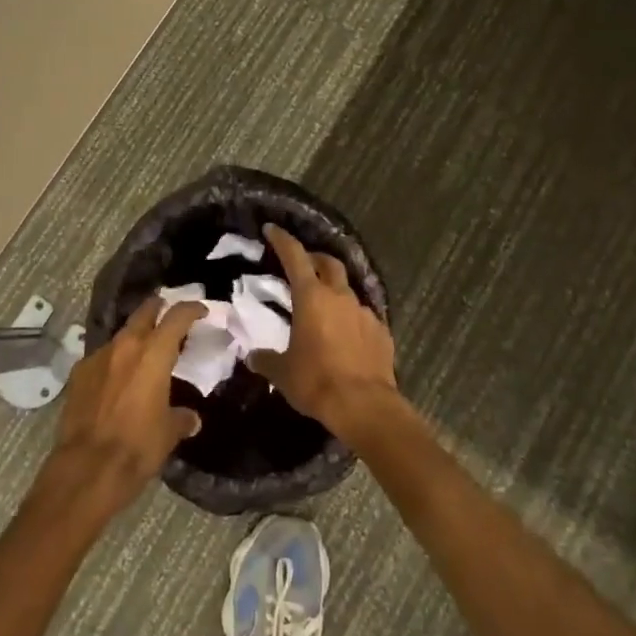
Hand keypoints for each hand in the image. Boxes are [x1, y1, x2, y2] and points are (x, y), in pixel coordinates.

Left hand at [41, 297, 202, 518]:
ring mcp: (98, 357)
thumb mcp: (168, 433)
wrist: (87, 468)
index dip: (191, 309)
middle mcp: (125, 346)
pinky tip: (117, 380)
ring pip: (122, 335)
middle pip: (144, 312)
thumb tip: (191, 419)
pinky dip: (114, 362)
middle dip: (159, 309)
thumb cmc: (137, 446)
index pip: (177, 317)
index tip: (200, 310)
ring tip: (144, 353)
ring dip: (135, 338)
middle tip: (170, 315)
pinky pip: (102, 358)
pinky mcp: (78, 373)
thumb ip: (181, 418)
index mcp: (154, 353)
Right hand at [250, 224, 401, 439]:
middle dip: (315, 259)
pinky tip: (346, 335)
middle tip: (303, 265)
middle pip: (328, 264)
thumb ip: (266, 360)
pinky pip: (363, 316)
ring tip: (324, 307)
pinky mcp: (382, 332)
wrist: (365, 406)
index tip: (272, 229)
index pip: (295, 256)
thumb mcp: (283, 373)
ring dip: (334, 291)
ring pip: (347, 290)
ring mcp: (364, 312)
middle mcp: (340, 296)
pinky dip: (351, 318)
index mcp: (311, 297)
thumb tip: (253, 357)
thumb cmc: (317, 382)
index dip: (282, 240)